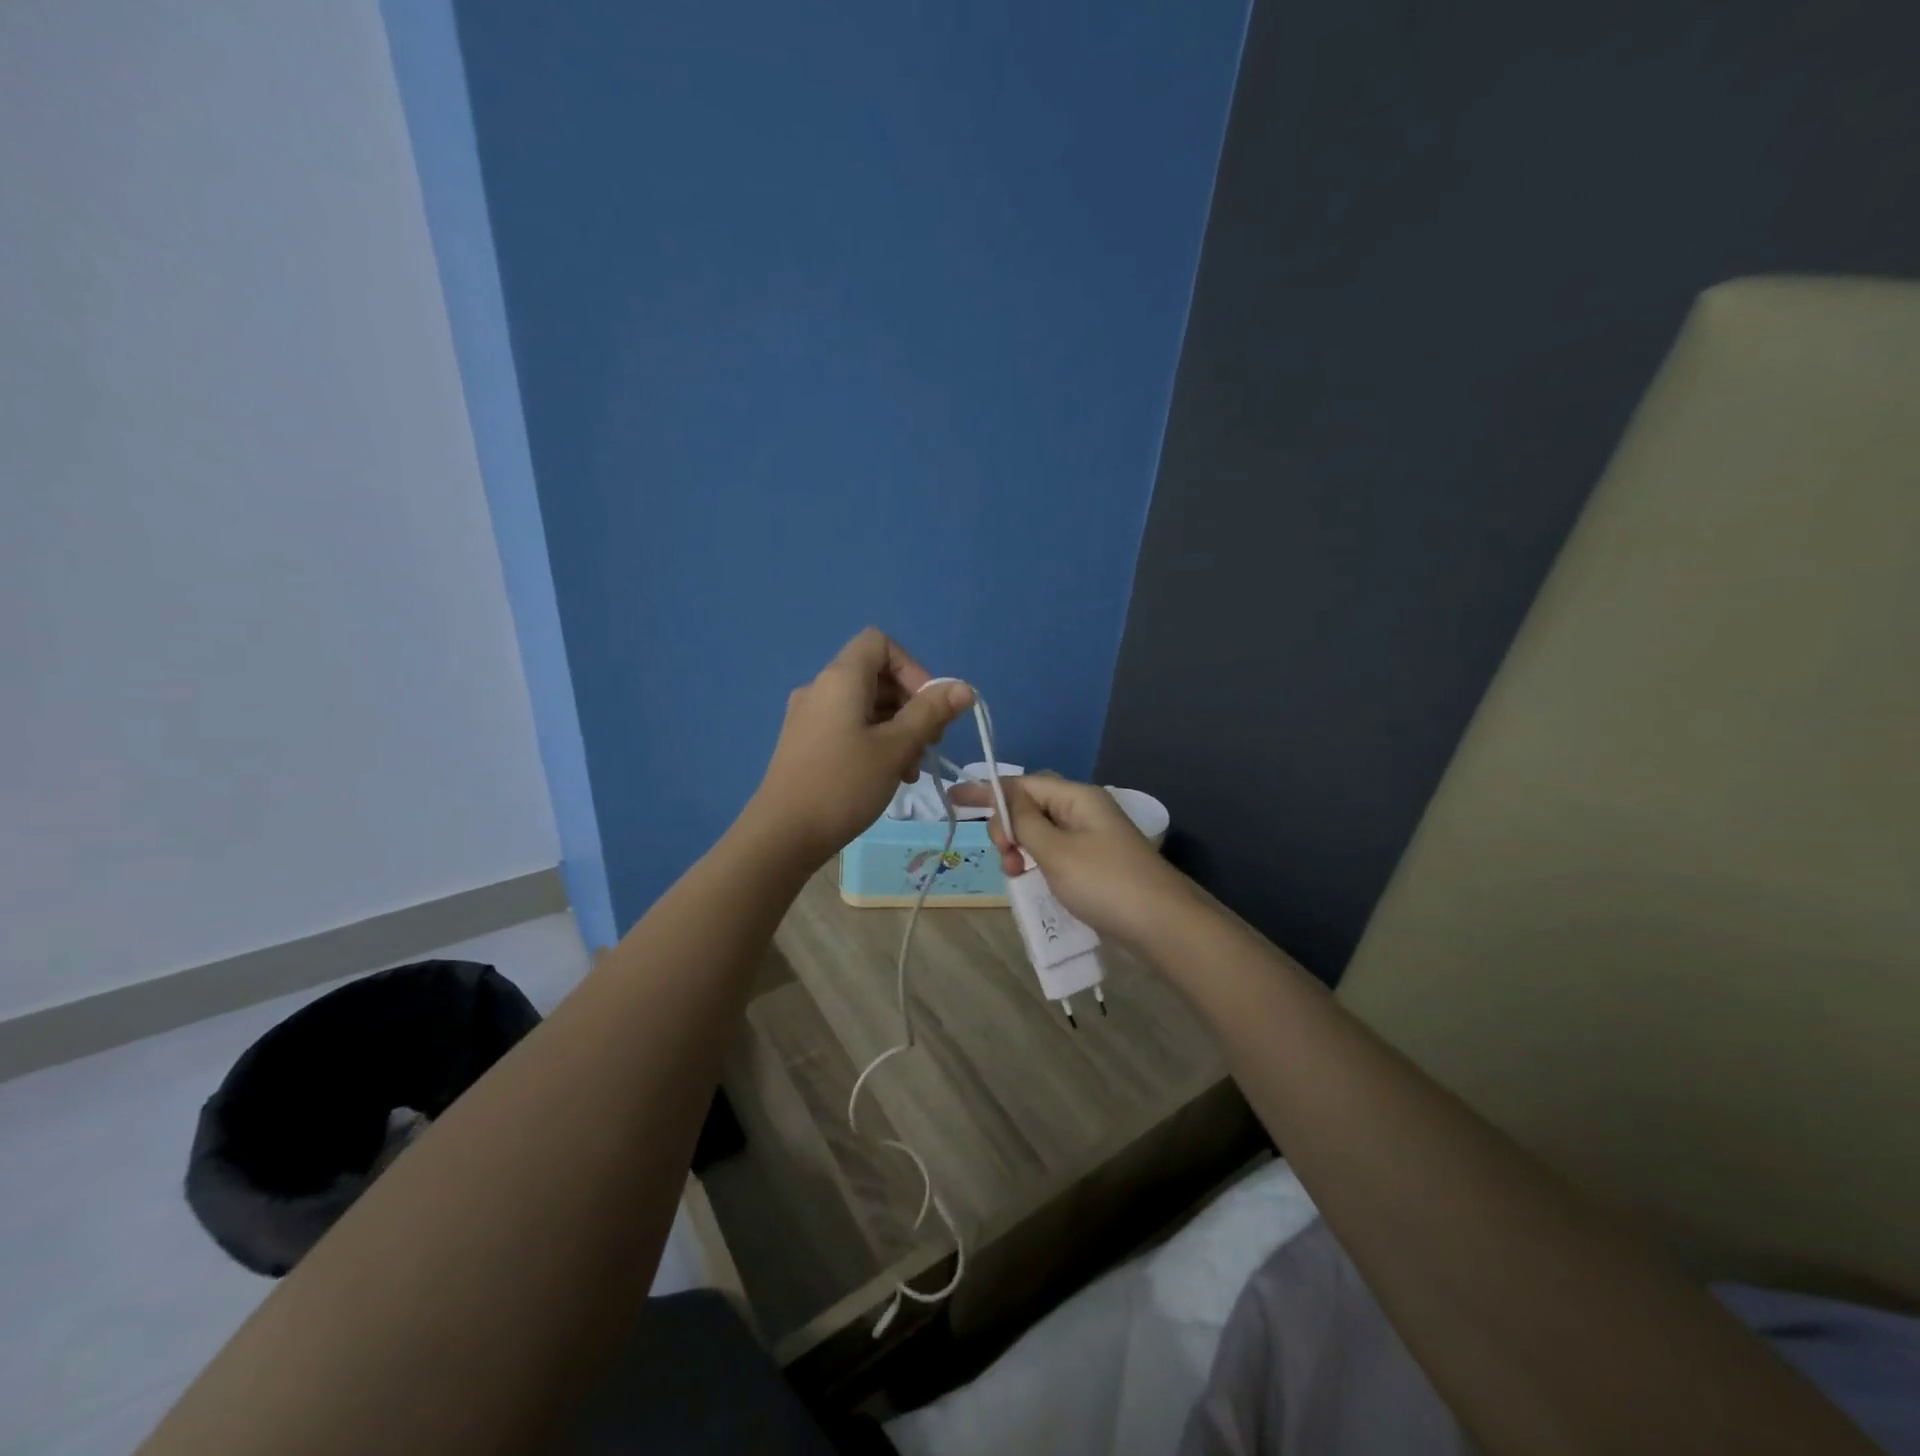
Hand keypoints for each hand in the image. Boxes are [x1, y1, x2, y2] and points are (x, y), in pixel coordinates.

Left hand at [747, 629, 973, 861]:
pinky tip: (888, 775)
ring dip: (897, 729)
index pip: (880, 643)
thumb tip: (964, 687)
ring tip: (911, 769)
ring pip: (866, 706)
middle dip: (911, 705)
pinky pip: (849, 727)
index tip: (929, 706)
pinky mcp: (806, 743)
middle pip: (877, 676)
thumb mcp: (896, 748)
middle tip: (930, 744)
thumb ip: (931, 713)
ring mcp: (810, 716)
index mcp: (840, 679)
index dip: (912, 667)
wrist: (782, 835)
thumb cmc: (843, 785)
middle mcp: (821, 688)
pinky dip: (874, 741)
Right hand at [956, 774, 1192, 944]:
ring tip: (1016, 874)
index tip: (954, 798)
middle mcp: (1084, 812)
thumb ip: (1025, 824)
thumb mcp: (1056, 851)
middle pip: (1031, 807)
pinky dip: (1038, 864)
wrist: (1162, 926)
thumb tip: (1006, 799)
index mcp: (1077, 798)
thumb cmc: (1105, 883)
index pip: (1024, 783)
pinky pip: (1054, 854)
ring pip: (1040, 834)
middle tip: (1006, 857)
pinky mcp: (1094, 866)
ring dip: (1021, 849)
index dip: (988, 790)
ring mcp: (1091, 840)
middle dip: (1008, 827)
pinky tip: (1031, 881)